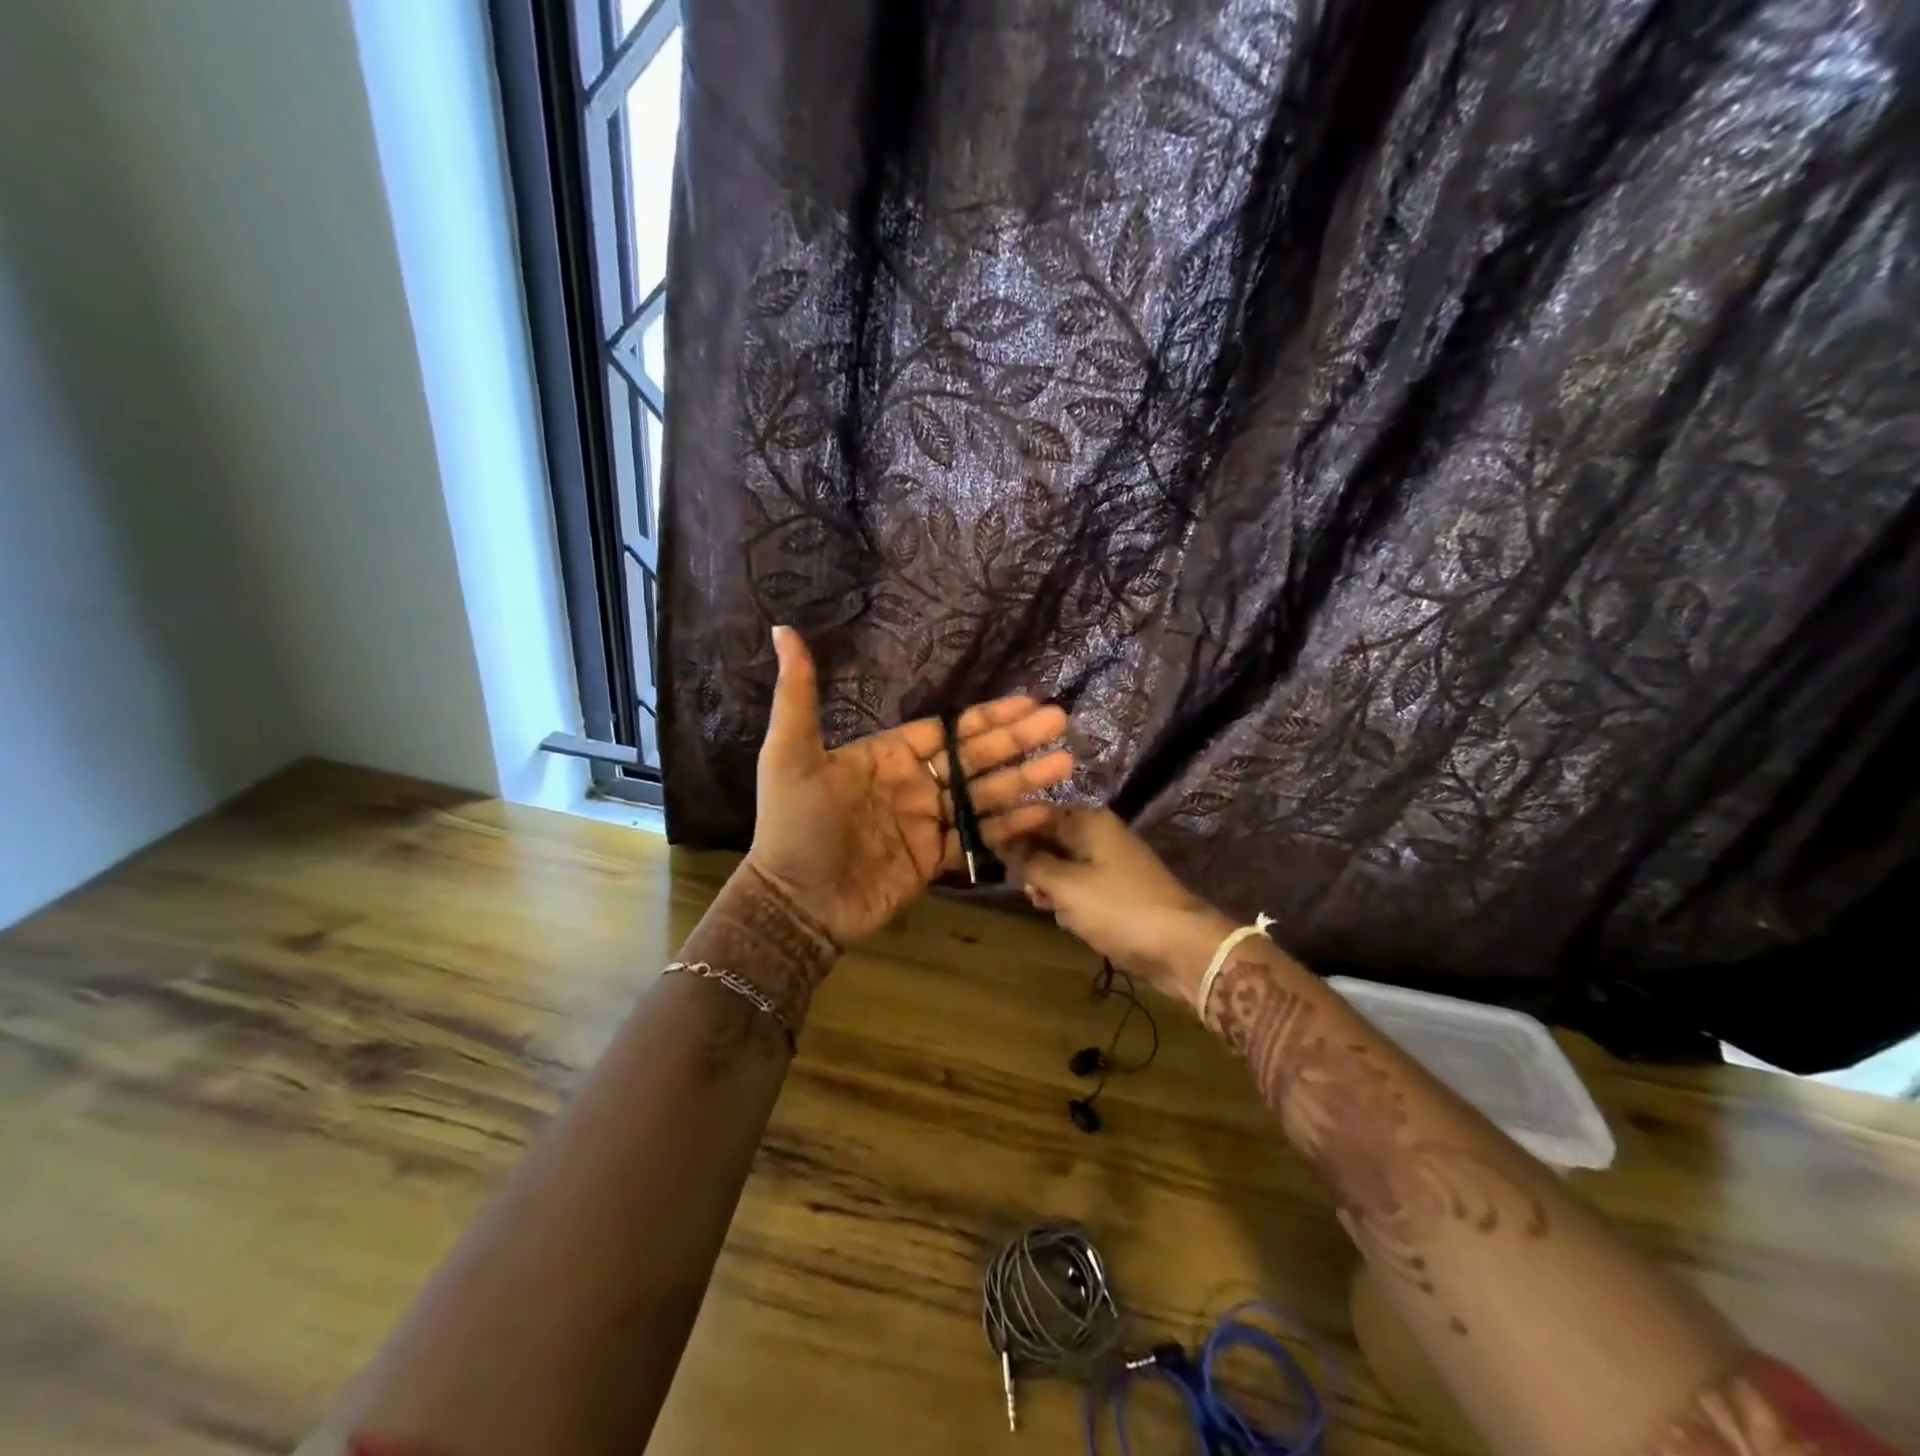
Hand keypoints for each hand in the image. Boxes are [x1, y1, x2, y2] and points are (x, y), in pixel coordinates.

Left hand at [746, 627, 1073, 945]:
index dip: (987, 716)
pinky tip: (1042, 811)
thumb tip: (782, 630)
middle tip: (1060, 722)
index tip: (1027, 701)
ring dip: (1023, 779)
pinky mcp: (932, 860)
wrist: (794, 903)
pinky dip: (1009, 827)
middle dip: (1016, 739)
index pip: (947, 730)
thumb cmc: (793, 824)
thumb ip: (798, 695)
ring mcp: (926, 823)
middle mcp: (913, 785)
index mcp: (887, 756)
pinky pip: (976, 839)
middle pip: (974, 757)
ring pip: (983, 795)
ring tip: (1065, 762)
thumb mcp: (790, 753)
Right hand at [1002, 806, 1234, 1007]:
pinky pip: (1081, 887)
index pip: (1037, 814)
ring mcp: (1111, 862)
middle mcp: (1099, 834)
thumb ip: (1032, 863)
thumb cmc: (1119, 908)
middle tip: (1029, 891)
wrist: (1181, 946)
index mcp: (1088, 822)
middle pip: (1049, 840)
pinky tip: (1068, 919)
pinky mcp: (1118, 889)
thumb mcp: (1066, 885)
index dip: (1011, 832)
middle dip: (1033, 865)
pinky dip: (1070, 901)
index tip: (990, 855)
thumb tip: (1006, 847)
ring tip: (1048, 907)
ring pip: (1063, 866)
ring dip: (1051, 887)